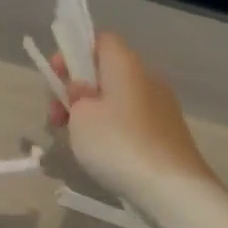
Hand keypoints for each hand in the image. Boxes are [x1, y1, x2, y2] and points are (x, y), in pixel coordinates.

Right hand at [49, 32, 213, 204]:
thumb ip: (75, 96)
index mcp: (126, 64)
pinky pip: (130, 119)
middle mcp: (147, 77)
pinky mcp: (166, 132)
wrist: (172, 187)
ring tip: (74, 139)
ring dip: (91, 112)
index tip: (55, 79)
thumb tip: (84, 91)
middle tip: (56, 117)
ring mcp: (161, 106)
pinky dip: (110, 128)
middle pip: (105, 71)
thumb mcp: (81, 117)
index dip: (73, 53)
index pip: (100, 40)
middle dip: (76, 89)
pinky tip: (100, 152)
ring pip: (117, 98)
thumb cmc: (118, 144)